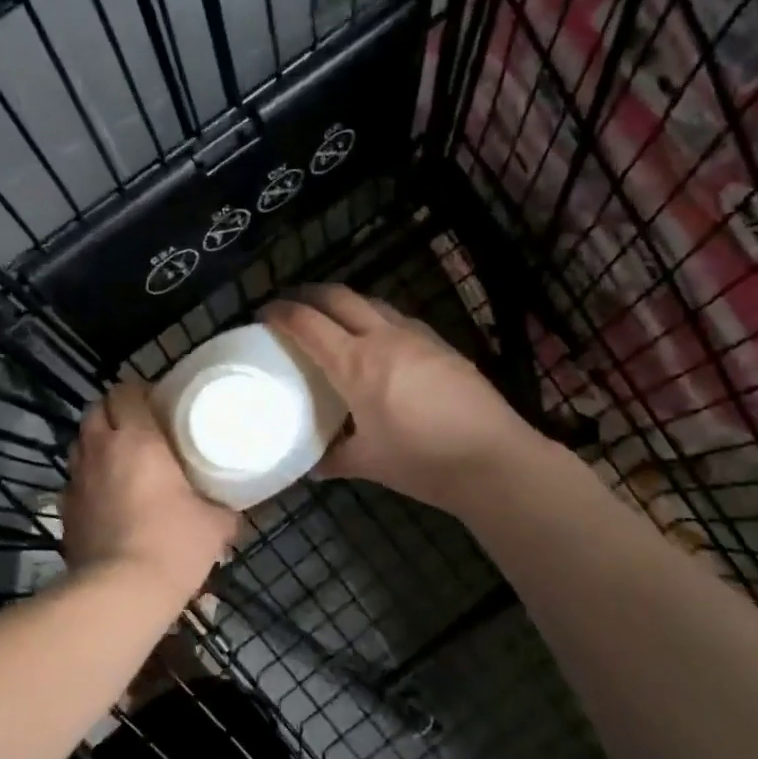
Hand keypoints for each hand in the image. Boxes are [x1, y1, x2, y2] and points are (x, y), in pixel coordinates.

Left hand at [62, 378, 238, 596]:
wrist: (120, 592)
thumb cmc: (173, 544)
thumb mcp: (214, 525)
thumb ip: (224, 509)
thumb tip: (234, 512)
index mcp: (137, 439)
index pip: (125, 391)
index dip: (139, 392)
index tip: (158, 404)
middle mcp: (101, 449)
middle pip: (96, 410)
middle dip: (114, 412)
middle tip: (138, 428)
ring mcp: (77, 479)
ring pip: (80, 442)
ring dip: (97, 442)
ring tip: (119, 458)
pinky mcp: (65, 509)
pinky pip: (74, 479)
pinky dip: (88, 478)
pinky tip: (105, 496)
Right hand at [262, 285, 533, 512]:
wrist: (493, 459)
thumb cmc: (421, 461)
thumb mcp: (368, 463)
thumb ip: (334, 458)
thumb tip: (311, 465)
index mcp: (356, 363)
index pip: (308, 324)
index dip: (281, 312)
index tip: (264, 312)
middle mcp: (383, 338)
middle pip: (338, 296)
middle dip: (309, 293)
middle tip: (292, 304)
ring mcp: (417, 336)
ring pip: (372, 302)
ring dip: (345, 302)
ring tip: (333, 317)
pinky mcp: (442, 344)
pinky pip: (399, 318)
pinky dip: (376, 317)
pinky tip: (380, 339)